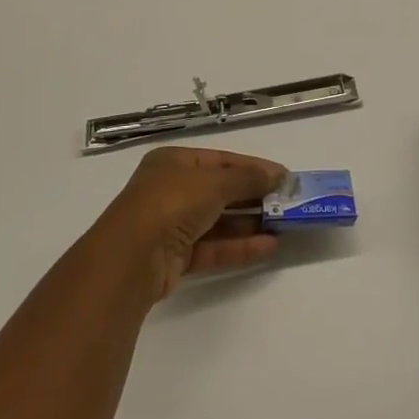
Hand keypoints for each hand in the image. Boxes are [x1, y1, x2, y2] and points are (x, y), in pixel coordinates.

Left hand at [95, 147, 288, 302]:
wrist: (131, 258)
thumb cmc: (171, 203)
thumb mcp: (214, 182)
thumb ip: (247, 179)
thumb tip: (278, 176)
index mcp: (173, 162)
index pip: (220, 160)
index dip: (252, 167)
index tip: (283, 177)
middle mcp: (170, 190)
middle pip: (220, 191)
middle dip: (253, 197)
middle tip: (287, 203)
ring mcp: (171, 225)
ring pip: (218, 221)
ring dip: (249, 223)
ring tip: (283, 226)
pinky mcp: (176, 258)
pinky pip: (213, 247)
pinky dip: (239, 246)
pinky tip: (269, 246)